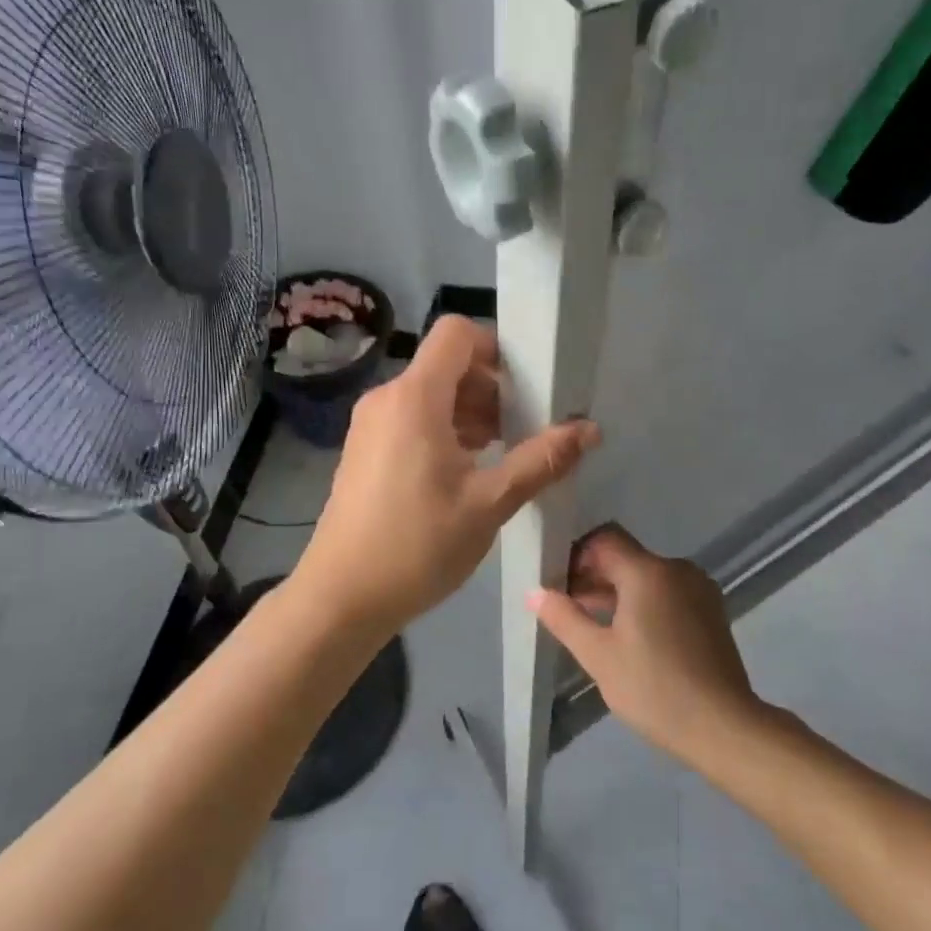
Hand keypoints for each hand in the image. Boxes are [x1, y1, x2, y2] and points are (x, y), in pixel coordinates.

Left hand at [295, 316, 600, 634]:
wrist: (342, 597)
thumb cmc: (417, 546)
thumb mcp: (488, 503)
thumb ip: (540, 460)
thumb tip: (589, 430)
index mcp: (415, 398)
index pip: (457, 333)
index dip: (497, 348)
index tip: (528, 387)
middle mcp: (387, 399)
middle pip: (447, 365)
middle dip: (491, 388)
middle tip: (527, 429)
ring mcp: (371, 425)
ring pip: (430, 395)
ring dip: (471, 413)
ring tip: (504, 453)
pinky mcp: (365, 450)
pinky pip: (412, 419)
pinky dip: (445, 430)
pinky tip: (469, 471)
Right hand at [529, 524, 765, 767]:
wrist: (724, 727)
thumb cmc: (654, 688)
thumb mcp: (598, 656)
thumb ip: (564, 618)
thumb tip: (534, 592)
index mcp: (648, 571)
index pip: (604, 539)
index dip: (575, 555)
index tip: (556, 583)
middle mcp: (677, 569)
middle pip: (625, 557)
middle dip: (592, 576)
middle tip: (566, 607)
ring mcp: (698, 589)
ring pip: (647, 576)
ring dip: (616, 592)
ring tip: (591, 625)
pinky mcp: (710, 611)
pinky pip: (667, 592)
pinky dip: (643, 603)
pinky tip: (627, 636)